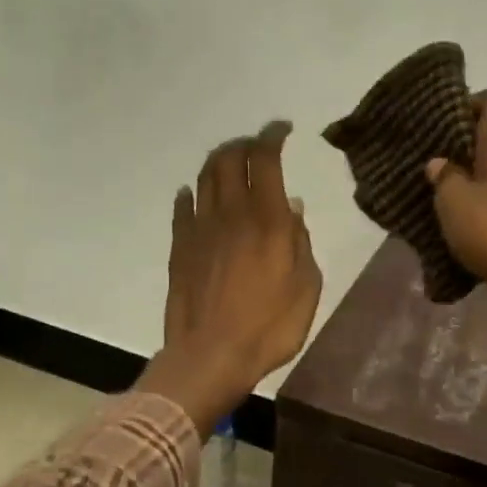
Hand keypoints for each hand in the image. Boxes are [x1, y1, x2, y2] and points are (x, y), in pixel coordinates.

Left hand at [137, 122, 322, 436]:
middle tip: (257, 146)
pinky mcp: (179, 248)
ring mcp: (200, 230)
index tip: (282, 130)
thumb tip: (291, 206)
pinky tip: (193, 194)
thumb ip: (300, 242)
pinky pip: (182, 209)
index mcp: (268, 221)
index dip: (273, 136)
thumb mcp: (306, 288)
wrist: (210, 357)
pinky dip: (190, 194)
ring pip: (205, 178)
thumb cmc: (269, 328)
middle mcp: (231, 215)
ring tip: (230, 162)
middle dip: (244, 144)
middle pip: (230, 160)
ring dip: (218, 162)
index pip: (266, 160)